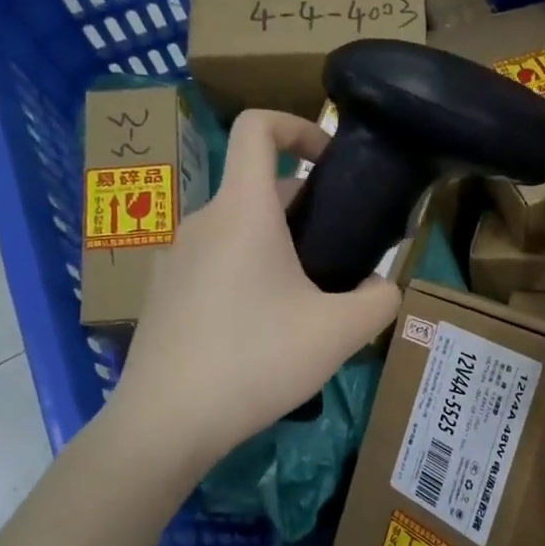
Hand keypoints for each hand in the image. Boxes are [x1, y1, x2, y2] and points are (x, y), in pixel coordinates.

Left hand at [105, 110, 401, 470]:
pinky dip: (246, 274)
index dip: (297, 124)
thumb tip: (382, 287)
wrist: (167, 421)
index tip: (330, 158)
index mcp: (244, 211)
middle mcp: (202, 221)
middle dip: (306, 210)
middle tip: (339, 258)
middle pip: (258, 189)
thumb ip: (380, 300)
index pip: (257, 128)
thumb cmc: (257, 360)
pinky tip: (261, 331)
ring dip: (277, 248)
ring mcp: (174, 257)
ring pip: (238, 231)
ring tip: (306, 303)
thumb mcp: (340, 333)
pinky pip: (214, 263)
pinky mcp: (162, 293)